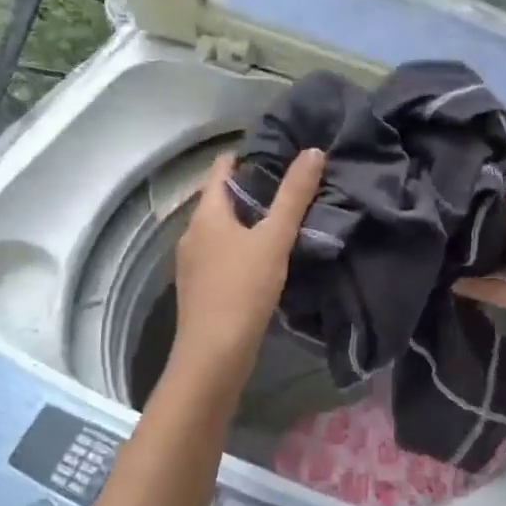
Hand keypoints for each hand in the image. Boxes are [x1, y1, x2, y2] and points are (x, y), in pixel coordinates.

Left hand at [170, 149, 324, 385]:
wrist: (214, 355)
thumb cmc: (242, 289)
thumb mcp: (275, 238)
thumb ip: (294, 195)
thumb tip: (312, 152)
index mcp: (206, 215)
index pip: (220, 170)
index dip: (244, 157)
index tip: (274, 150)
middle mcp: (192, 234)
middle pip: (220, 200)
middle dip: (250, 190)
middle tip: (289, 184)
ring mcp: (193, 263)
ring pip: (222, 229)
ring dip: (247, 220)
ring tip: (282, 218)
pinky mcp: (201, 288)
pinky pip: (222, 254)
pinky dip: (242, 246)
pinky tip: (265, 257)